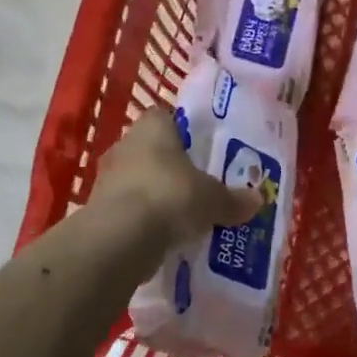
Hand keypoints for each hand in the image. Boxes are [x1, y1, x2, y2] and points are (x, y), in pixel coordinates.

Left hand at [91, 107, 260, 248]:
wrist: (120, 238)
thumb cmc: (170, 197)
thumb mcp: (213, 199)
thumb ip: (233, 199)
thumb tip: (258, 200)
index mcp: (152, 127)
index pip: (166, 118)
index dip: (184, 133)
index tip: (201, 151)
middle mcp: (125, 144)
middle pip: (152, 151)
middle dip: (172, 168)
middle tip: (198, 186)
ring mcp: (106, 177)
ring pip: (138, 180)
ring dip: (156, 195)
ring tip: (183, 215)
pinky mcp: (98, 209)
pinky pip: (128, 209)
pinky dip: (143, 219)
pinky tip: (163, 236)